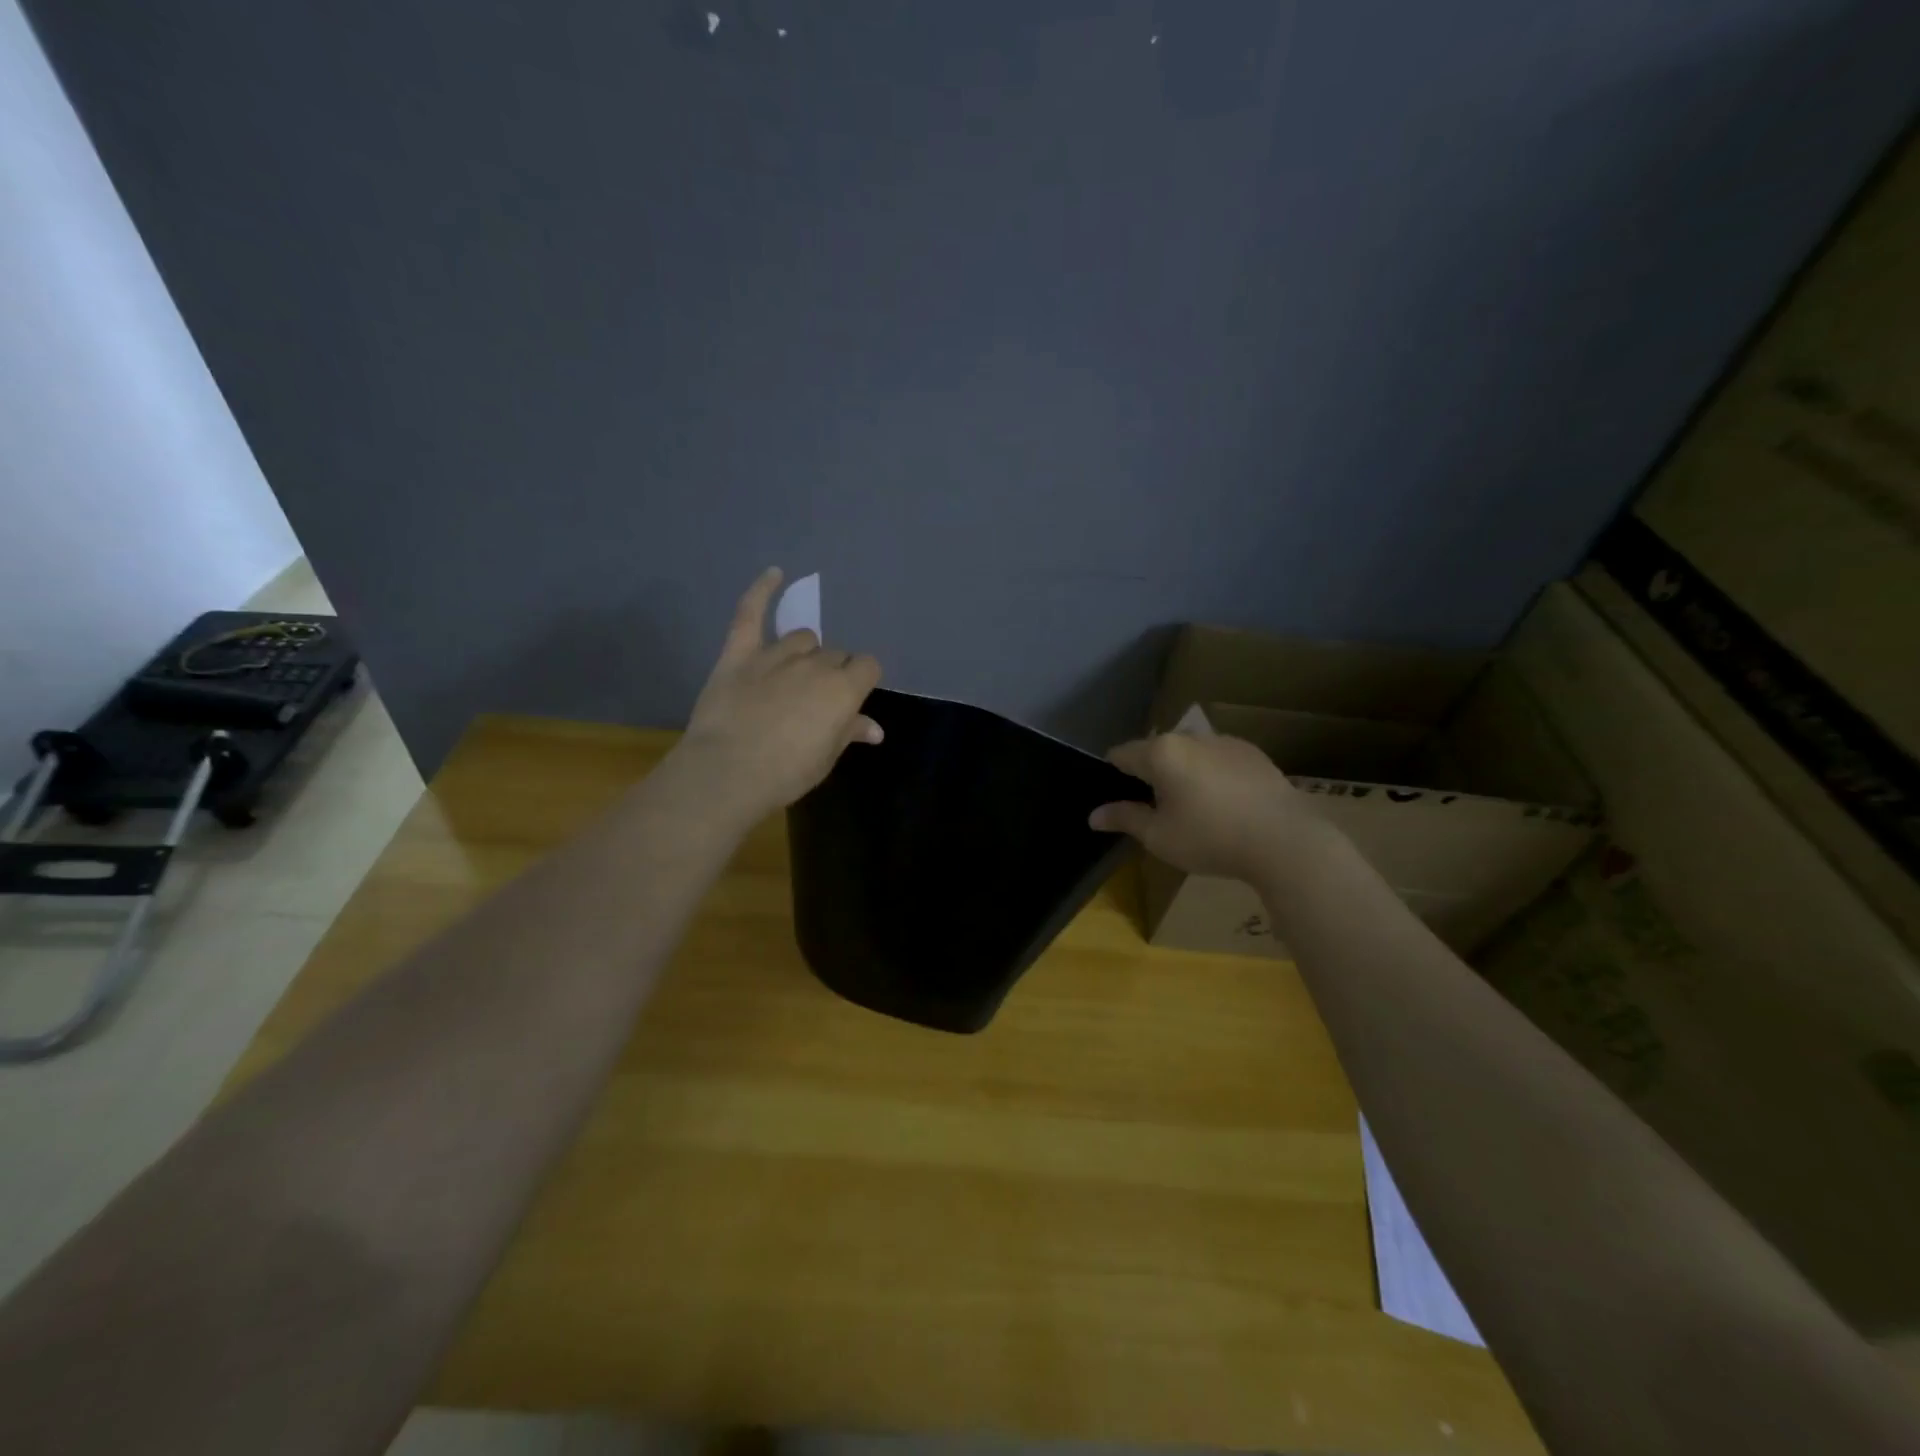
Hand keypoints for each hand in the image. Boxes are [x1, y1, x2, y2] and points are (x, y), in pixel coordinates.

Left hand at [676, 568, 882, 821]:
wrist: (728, 773)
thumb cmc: (786, 773)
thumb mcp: (826, 758)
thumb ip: (850, 732)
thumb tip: (875, 728)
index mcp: (843, 689)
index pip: (867, 667)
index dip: (861, 681)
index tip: (850, 700)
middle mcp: (815, 664)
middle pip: (835, 655)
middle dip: (832, 673)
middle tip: (815, 701)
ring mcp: (776, 654)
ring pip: (803, 638)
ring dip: (805, 653)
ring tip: (793, 676)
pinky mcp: (740, 653)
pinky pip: (751, 613)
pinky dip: (762, 591)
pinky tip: (775, 573)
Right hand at [1089, 732, 1329, 882]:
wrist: (1285, 841)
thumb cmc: (1211, 838)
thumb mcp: (1159, 836)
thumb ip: (1125, 819)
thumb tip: (1093, 816)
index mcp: (1161, 752)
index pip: (1121, 754)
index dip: (1112, 775)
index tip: (1118, 799)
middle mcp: (1191, 737)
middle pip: (1156, 750)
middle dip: (1149, 774)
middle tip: (1155, 809)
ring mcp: (1225, 741)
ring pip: (1189, 752)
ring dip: (1182, 772)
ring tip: (1193, 807)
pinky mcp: (1253, 753)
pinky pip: (1218, 758)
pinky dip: (1211, 773)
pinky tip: (1224, 804)